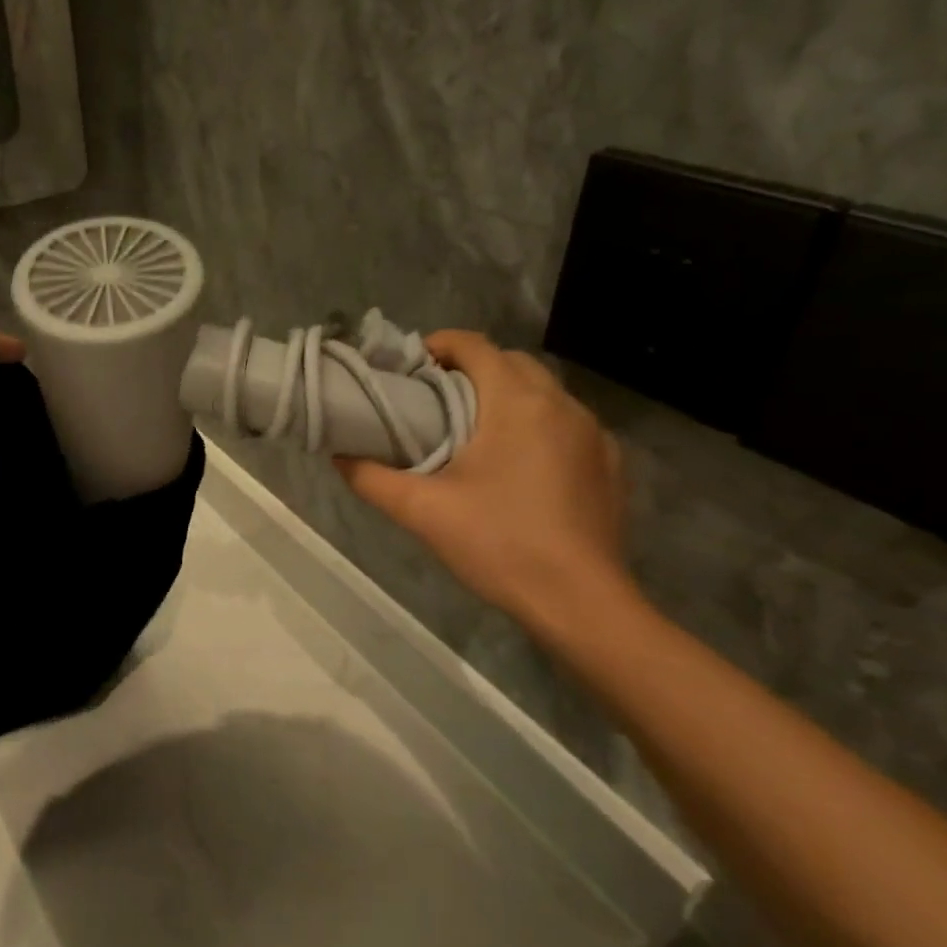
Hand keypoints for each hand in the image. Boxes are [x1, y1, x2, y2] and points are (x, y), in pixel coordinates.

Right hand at [335, 331, 629, 626]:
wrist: (580, 601)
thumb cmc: (498, 544)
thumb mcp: (421, 511)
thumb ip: (371, 478)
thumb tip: (338, 455)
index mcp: (516, 403)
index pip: (474, 345)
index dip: (437, 346)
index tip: (409, 369)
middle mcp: (561, 404)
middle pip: (510, 362)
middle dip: (470, 370)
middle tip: (432, 401)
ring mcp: (592, 433)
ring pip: (542, 392)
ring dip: (504, 396)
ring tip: (470, 433)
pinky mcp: (608, 463)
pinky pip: (565, 423)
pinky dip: (535, 425)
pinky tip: (516, 467)